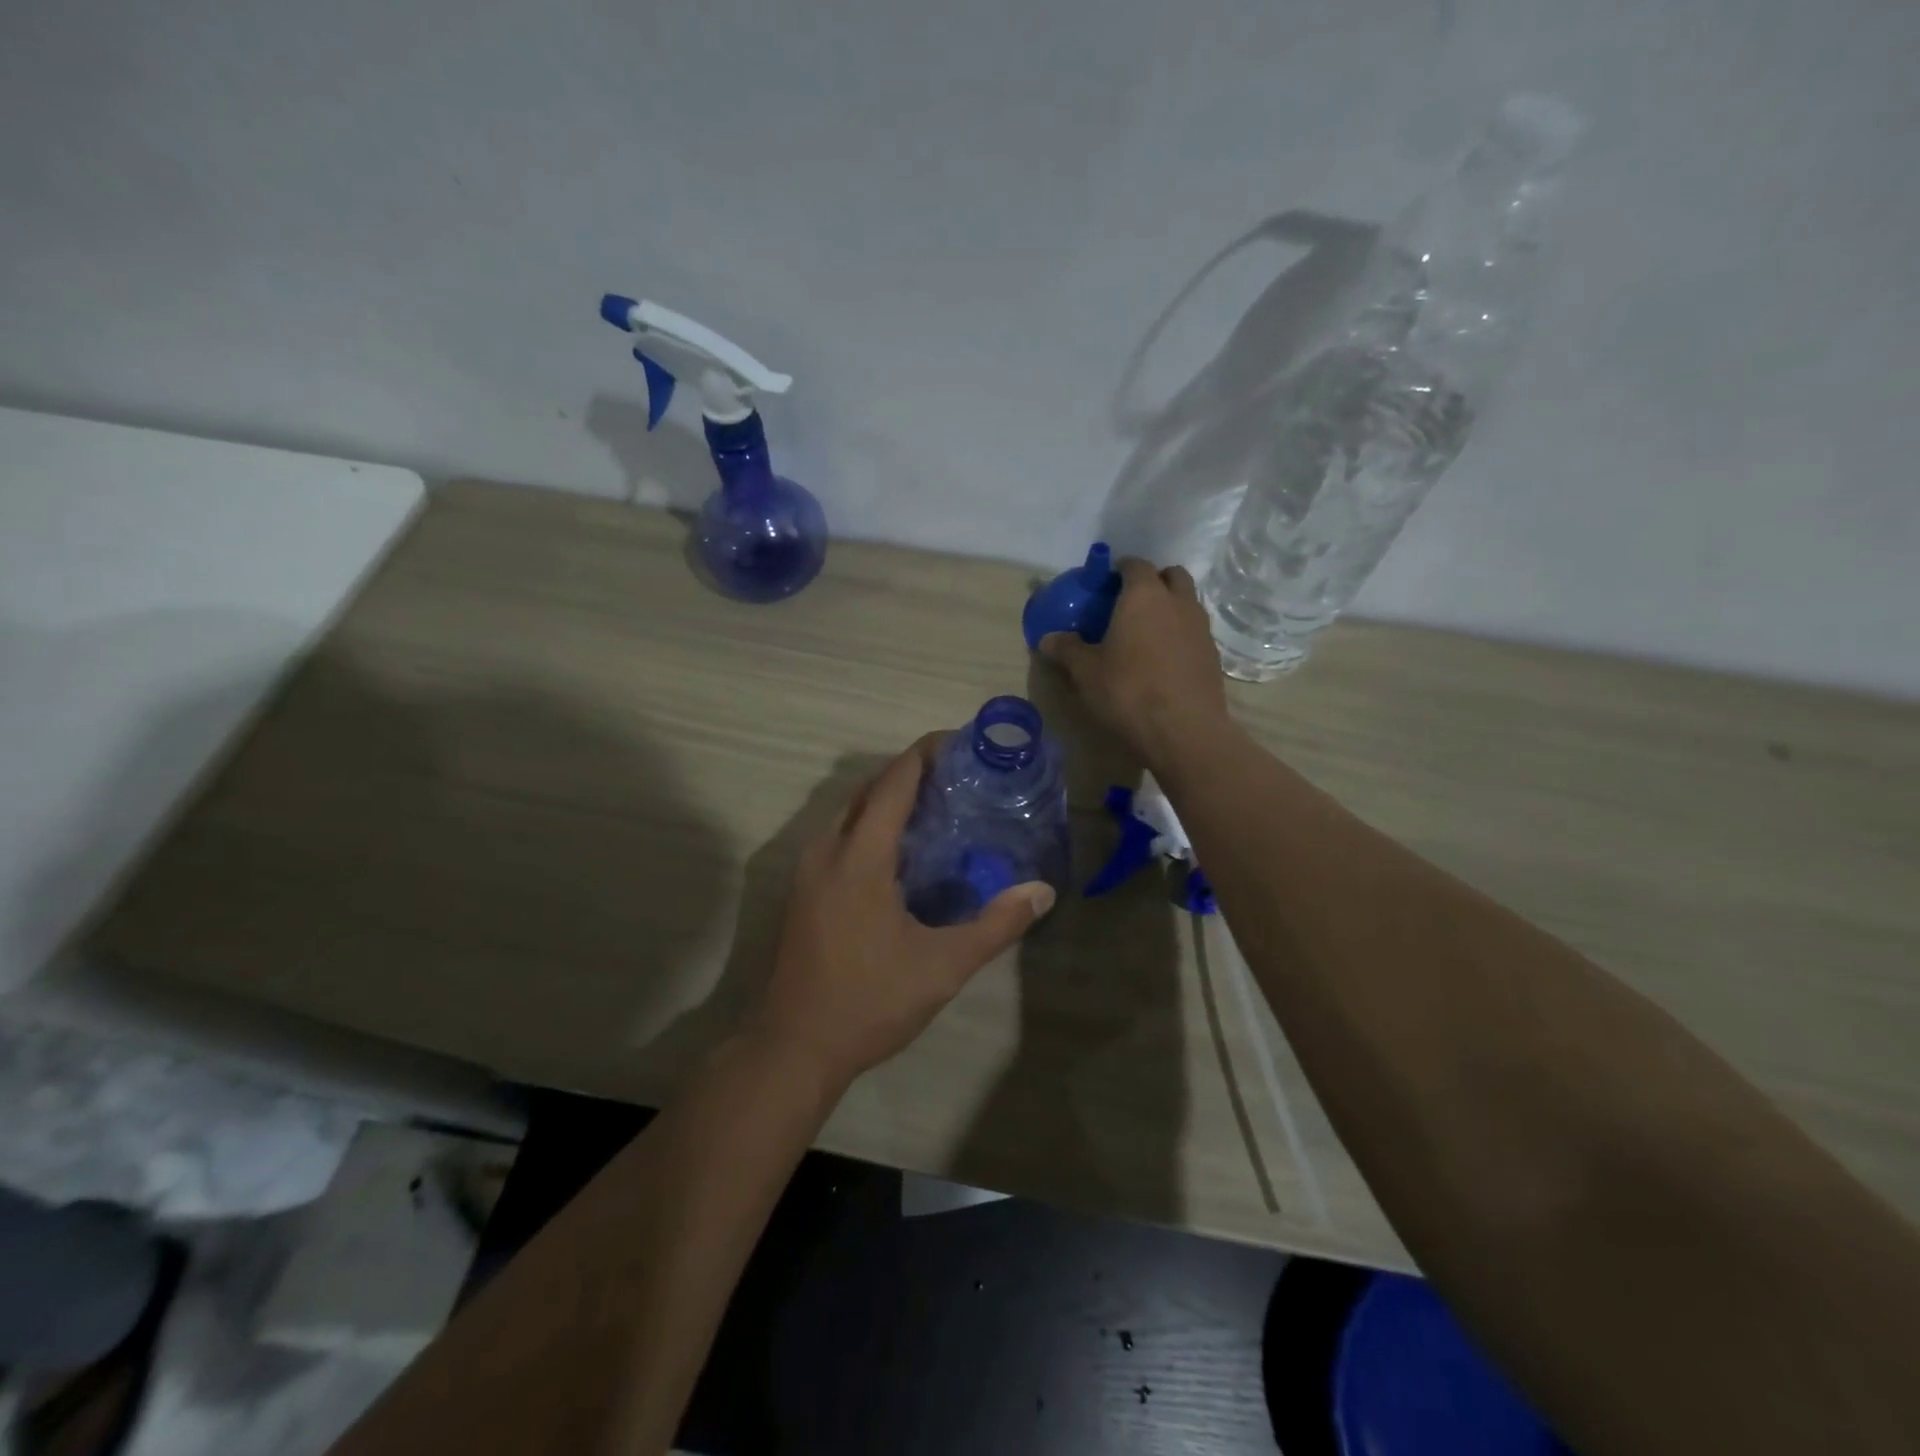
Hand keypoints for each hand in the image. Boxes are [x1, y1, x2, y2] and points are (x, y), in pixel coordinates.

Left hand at [749, 735, 1055, 1088]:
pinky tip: (901, 854)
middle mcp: (828, 851)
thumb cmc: (869, 1002)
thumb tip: (1042, 891)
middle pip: (870, 789)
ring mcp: (809, 871)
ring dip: (888, 800)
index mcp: (859, 857)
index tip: (961, 743)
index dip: (926, 753)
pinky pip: (839, 836)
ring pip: (850, 812)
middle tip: (958, 778)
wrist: (794, 1046)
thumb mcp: (942, 967)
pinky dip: (871, 825)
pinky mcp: (803, 891)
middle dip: (911, 773)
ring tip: (935, 809)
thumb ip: (995, 926)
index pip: (895, 782)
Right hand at [1040, 559, 1231, 769]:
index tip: (1106, 585)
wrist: (1184, 730)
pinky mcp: (1213, 654)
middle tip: (1129, 604)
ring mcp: (1200, 627)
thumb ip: (1067, 649)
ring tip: (1146, 633)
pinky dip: (1180, 634)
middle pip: (1170, 575)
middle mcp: (1177, 602)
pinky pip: (1194, 631)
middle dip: (1152, 581)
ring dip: (1170, 607)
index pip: (1135, 564)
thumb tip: (1047, 639)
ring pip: (1187, 602)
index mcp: (1144, 595)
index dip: (1120, 570)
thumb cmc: (1128, 691)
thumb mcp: (1086, 672)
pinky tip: (1163, 659)